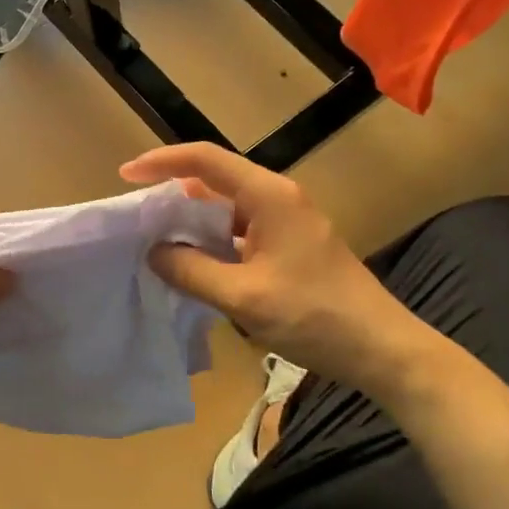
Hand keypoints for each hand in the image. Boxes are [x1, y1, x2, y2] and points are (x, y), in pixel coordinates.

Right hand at [122, 144, 430, 389]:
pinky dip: (213, 239)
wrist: (382, 348)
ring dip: (193, 219)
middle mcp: (278, 197)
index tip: (126, 176)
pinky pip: (241, 229)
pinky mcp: (292, 244)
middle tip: (138, 215)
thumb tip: (154, 252)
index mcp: (268, 196)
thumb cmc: (314, 316)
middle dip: (173, 192)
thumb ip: (191, 270)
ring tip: (158, 239)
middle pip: (215, 178)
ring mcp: (288, 221)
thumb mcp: (243, 296)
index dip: (162, 162)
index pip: (205, 160)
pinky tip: (196, 263)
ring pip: (227, 206)